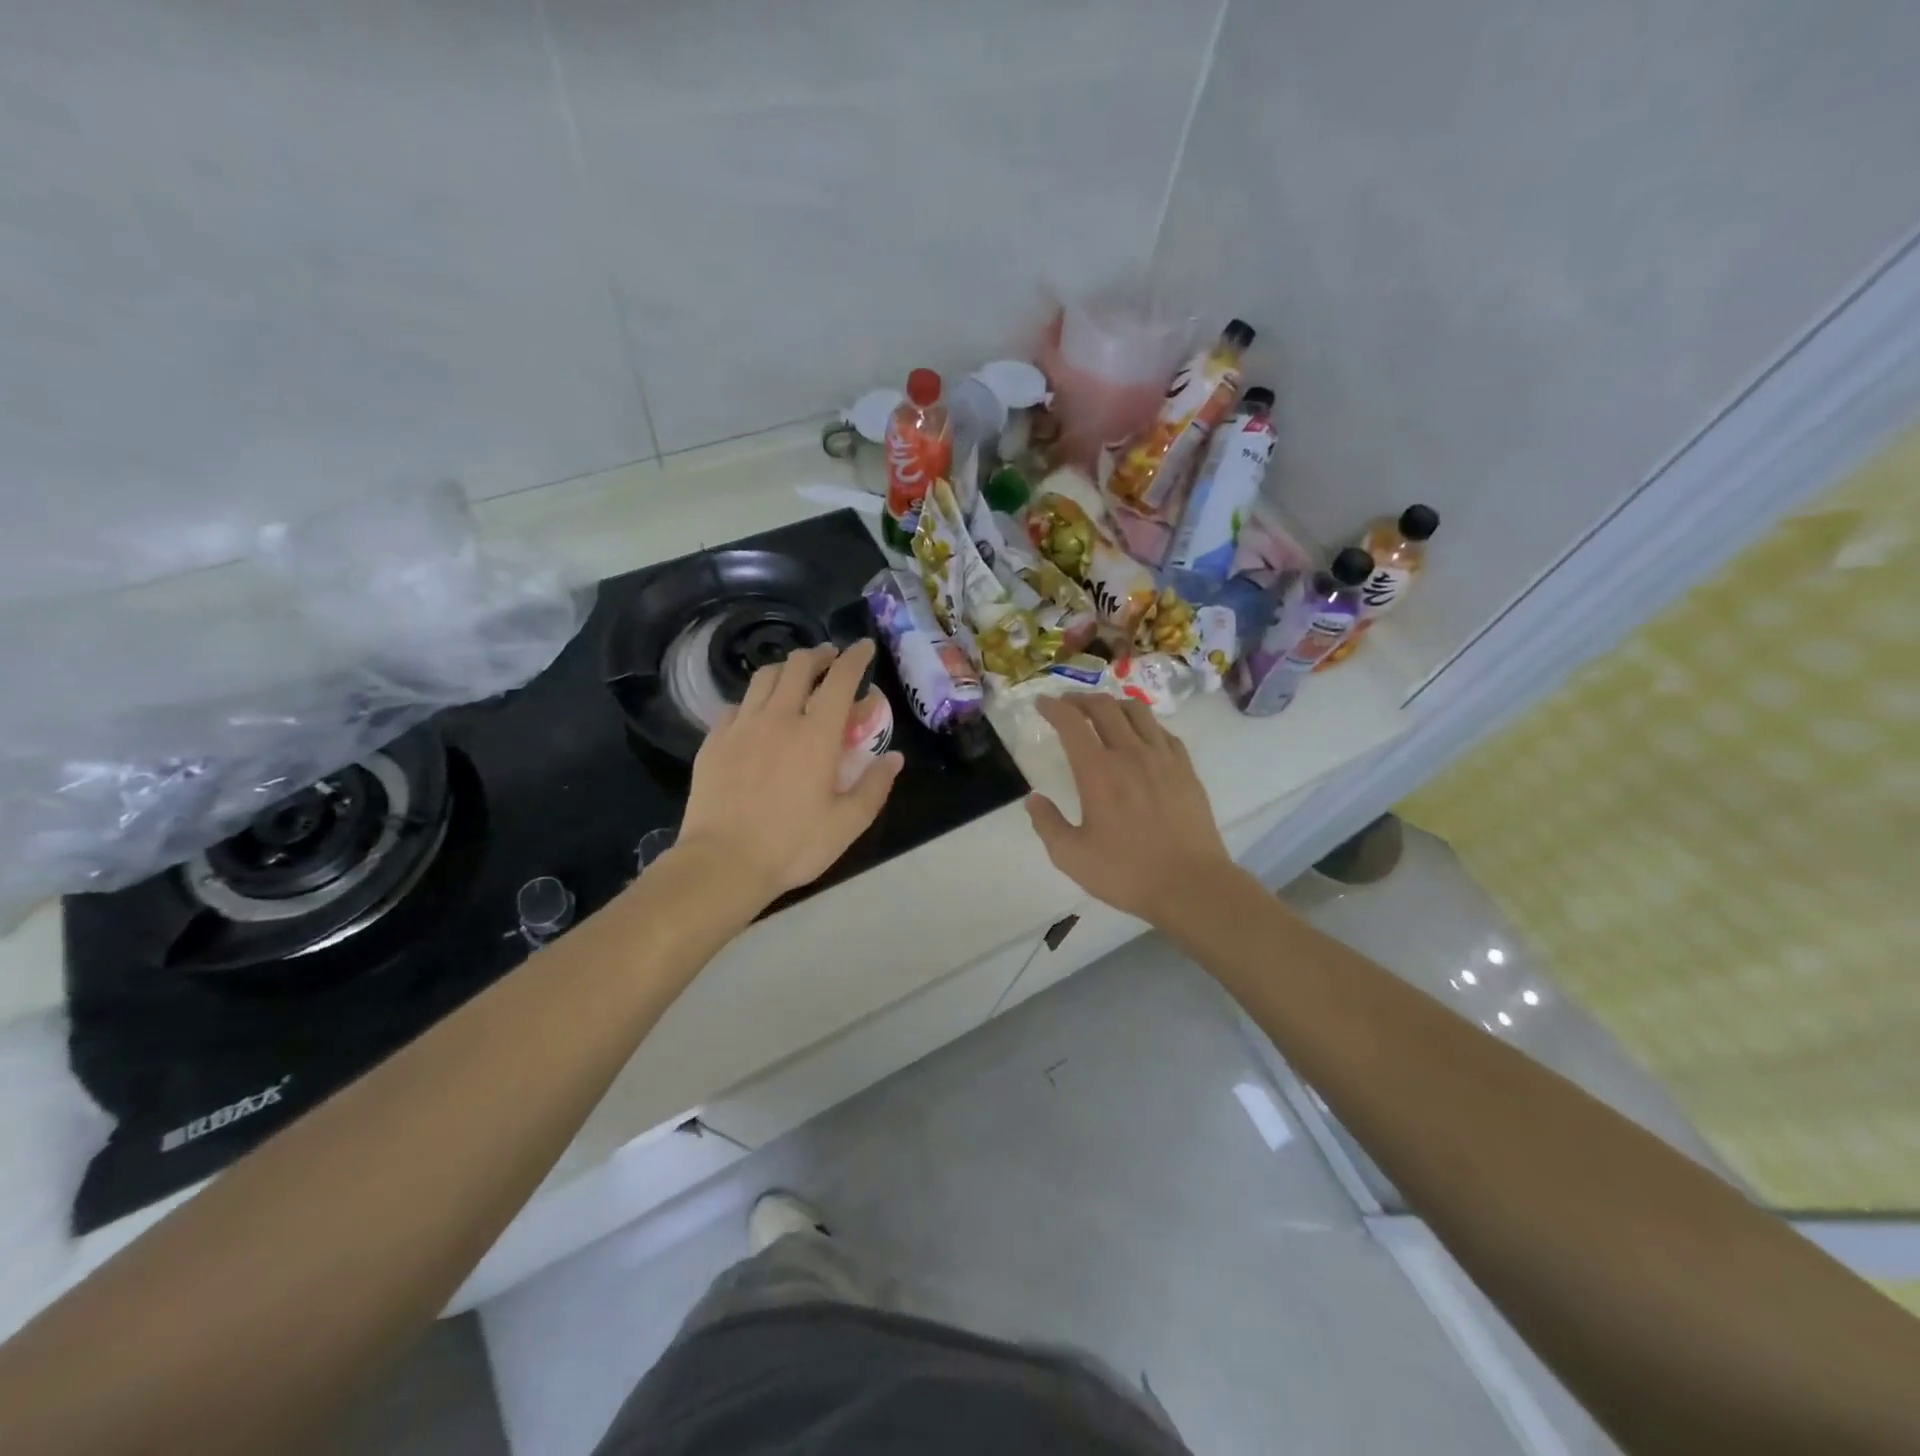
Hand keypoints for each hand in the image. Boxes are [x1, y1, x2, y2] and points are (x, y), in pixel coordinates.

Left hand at [675, 640, 902, 908]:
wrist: (722, 863)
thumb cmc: (792, 845)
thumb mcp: (847, 823)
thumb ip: (874, 786)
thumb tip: (894, 757)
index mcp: (816, 734)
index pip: (840, 679)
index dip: (855, 657)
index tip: (863, 647)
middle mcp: (778, 718)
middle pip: (798, 665)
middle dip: (819, 655)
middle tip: (830, 660)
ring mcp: (741, 726)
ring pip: (764, 677)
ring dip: (786, 669)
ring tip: (796, 678)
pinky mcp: (714, 741)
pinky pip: (737, 704)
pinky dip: (755, 699)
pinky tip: (758, 714)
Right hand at [1026, 694, 1234, 926]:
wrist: (1191, 885)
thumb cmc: (1126, 872)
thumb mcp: (1071, 857)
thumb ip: (1047, 824)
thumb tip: (1033, 800)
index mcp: (1097, 771)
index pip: (1071, 723)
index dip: (1053, 707)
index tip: (1041, 703)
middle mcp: (1130, 753)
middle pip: (1104, 707)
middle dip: (1080, 699)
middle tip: (1067, 705)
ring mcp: (1162, 758)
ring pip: (1137, 711)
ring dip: (1113, 704)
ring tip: (1103, 712)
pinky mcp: (1186, 768)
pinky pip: (1163, 731)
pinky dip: (1144, 724)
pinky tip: (1141, 736)